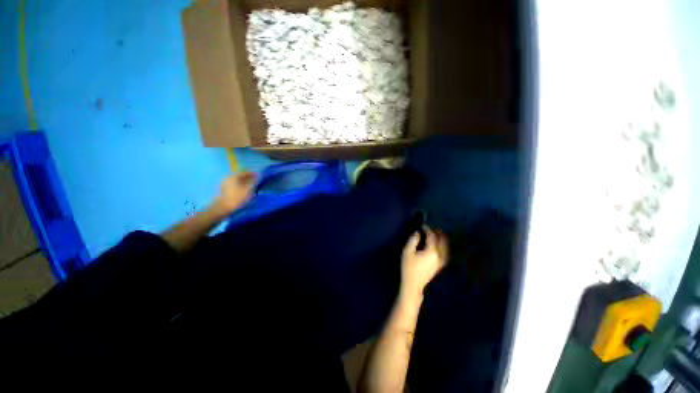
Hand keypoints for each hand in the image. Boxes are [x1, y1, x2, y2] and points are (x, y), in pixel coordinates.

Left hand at [214, 172, 256, 214]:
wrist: (223, 208)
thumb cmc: (237, 198)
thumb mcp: (248, 190)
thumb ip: (253, 182)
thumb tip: (259, 175)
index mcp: (233, 176)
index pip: (244, 172)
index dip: (252, 174)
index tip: (259, 175)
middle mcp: (228, 178)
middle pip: (240, 176)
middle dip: (248, 177)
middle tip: (256, 180)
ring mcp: (225, 184)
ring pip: (237, 180)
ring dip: (245, 181)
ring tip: (252, 185)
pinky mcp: (224, 189)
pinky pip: (234, 184)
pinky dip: (240, 185)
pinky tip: (245, 189)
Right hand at [400, 228, 447, 298]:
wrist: (413, 285)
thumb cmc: (408, 267)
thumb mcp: (407, 251)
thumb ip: (413, 240)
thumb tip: (418, 233)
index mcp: (432, 251)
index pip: (432, 237)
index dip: (427, 230)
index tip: (422, 225)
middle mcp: (439, 256)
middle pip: (442, 241)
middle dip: (437, 233)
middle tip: (432, 228)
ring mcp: (441, 262)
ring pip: (445, 248)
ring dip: (442, 240)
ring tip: (438, 234)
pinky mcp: (439, 266)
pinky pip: (445, 253)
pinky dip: (444, 247)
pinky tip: (441, 246)